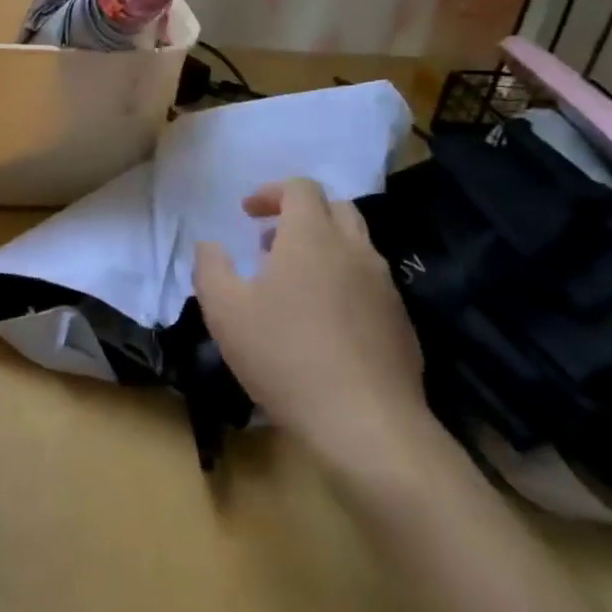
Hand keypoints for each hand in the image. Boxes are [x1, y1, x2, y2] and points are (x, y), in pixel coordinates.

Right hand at [193, 177, 431, 470]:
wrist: (366, 424)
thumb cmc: (285, 356)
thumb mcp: (224, 311)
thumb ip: (210, 268)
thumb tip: (210, 246)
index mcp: (312, 237)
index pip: (300, 188)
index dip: (271, 192)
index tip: (247, 214)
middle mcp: (354, 251)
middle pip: (335, 208)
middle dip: (301, 215)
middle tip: (270, 242)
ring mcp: (385, 286)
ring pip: (356, 246)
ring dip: (324, 249)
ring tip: (293, 284)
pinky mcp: (401, 322)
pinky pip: (370, 284)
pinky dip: (344, 283)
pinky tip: (324, 324)